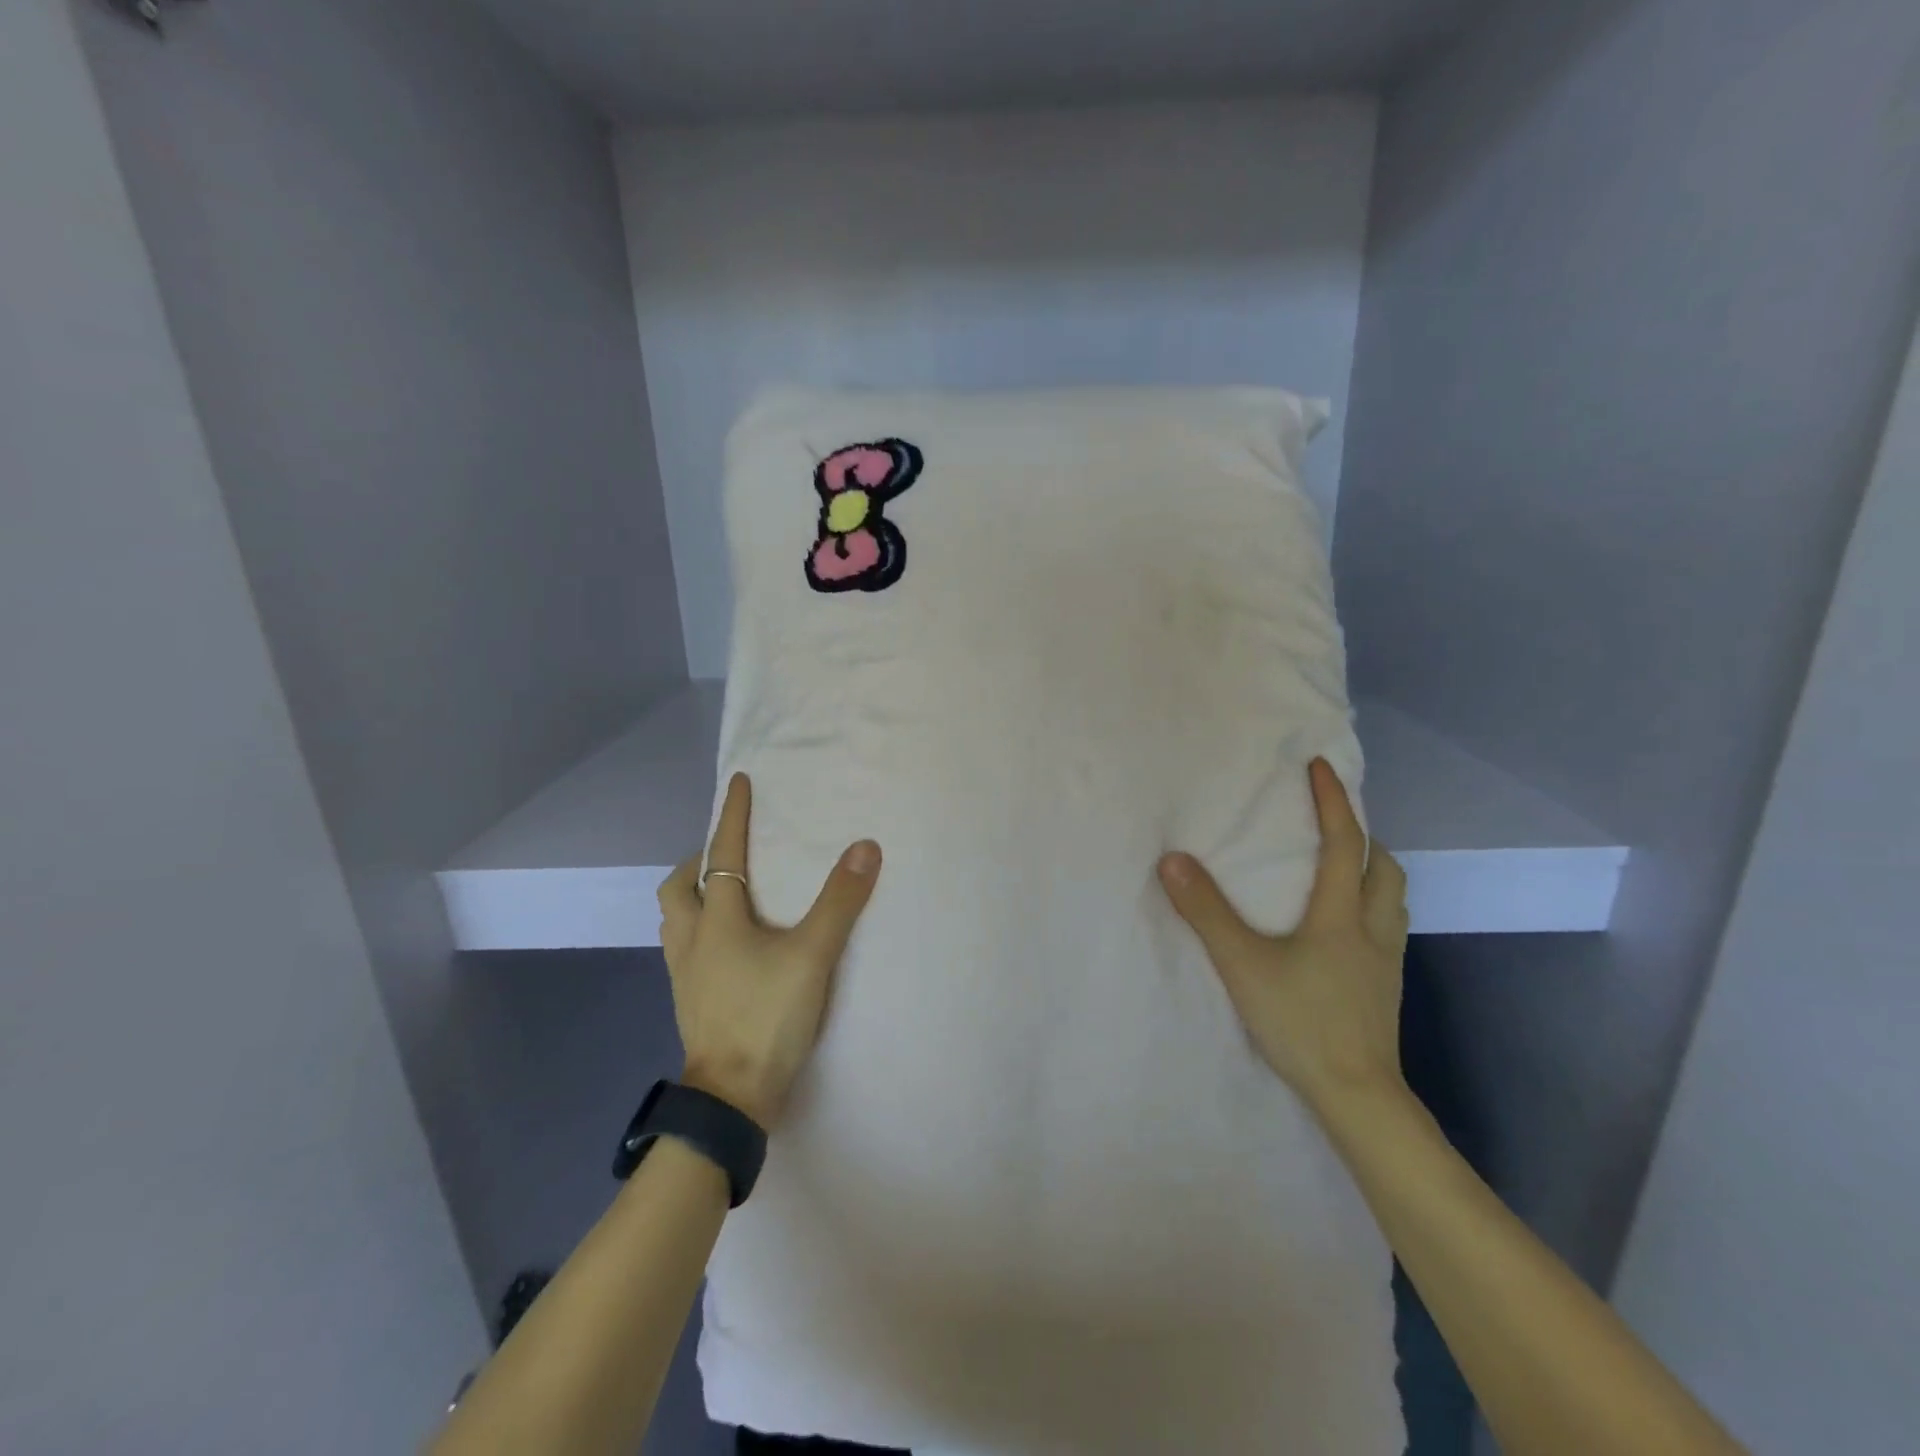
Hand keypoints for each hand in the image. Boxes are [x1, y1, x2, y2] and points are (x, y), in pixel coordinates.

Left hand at [657, 773, 881, 1128]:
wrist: (732, 1099)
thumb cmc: (768, 1017)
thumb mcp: (813, 955)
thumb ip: (840, 901)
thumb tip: (865, 847)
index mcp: (716, 920)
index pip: (720, 853)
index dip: (730, 815)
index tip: (737, 782)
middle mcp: (691, 941)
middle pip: (677, 888)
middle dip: (697, 860)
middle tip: (726, 853)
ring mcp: (685, 975)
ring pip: (675, 921)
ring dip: (692, 896)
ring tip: (722, 893)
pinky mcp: (689, 1001)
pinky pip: (684, 949)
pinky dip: (699, 931)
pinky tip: (725, 946)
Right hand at [1158, 759, 1409, 1118]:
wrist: (1357, 1095)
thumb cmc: (1301, 1021)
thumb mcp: (1243, 964)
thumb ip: (1207, 912)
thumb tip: (1174, 861)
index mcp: (1340, 914)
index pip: (1343, 843)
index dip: (1334, 801)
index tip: (1322, 767)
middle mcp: (1371, 929)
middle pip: (1384, 869)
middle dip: (1363, 836)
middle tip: (1333, 824)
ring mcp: (1385, 962)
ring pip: (1392, 900)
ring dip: (1372, 872)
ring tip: (1342, 869)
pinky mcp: (1384, 988)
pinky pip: (1386, 928)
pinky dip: (1370, 907)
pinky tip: (1344, 928)